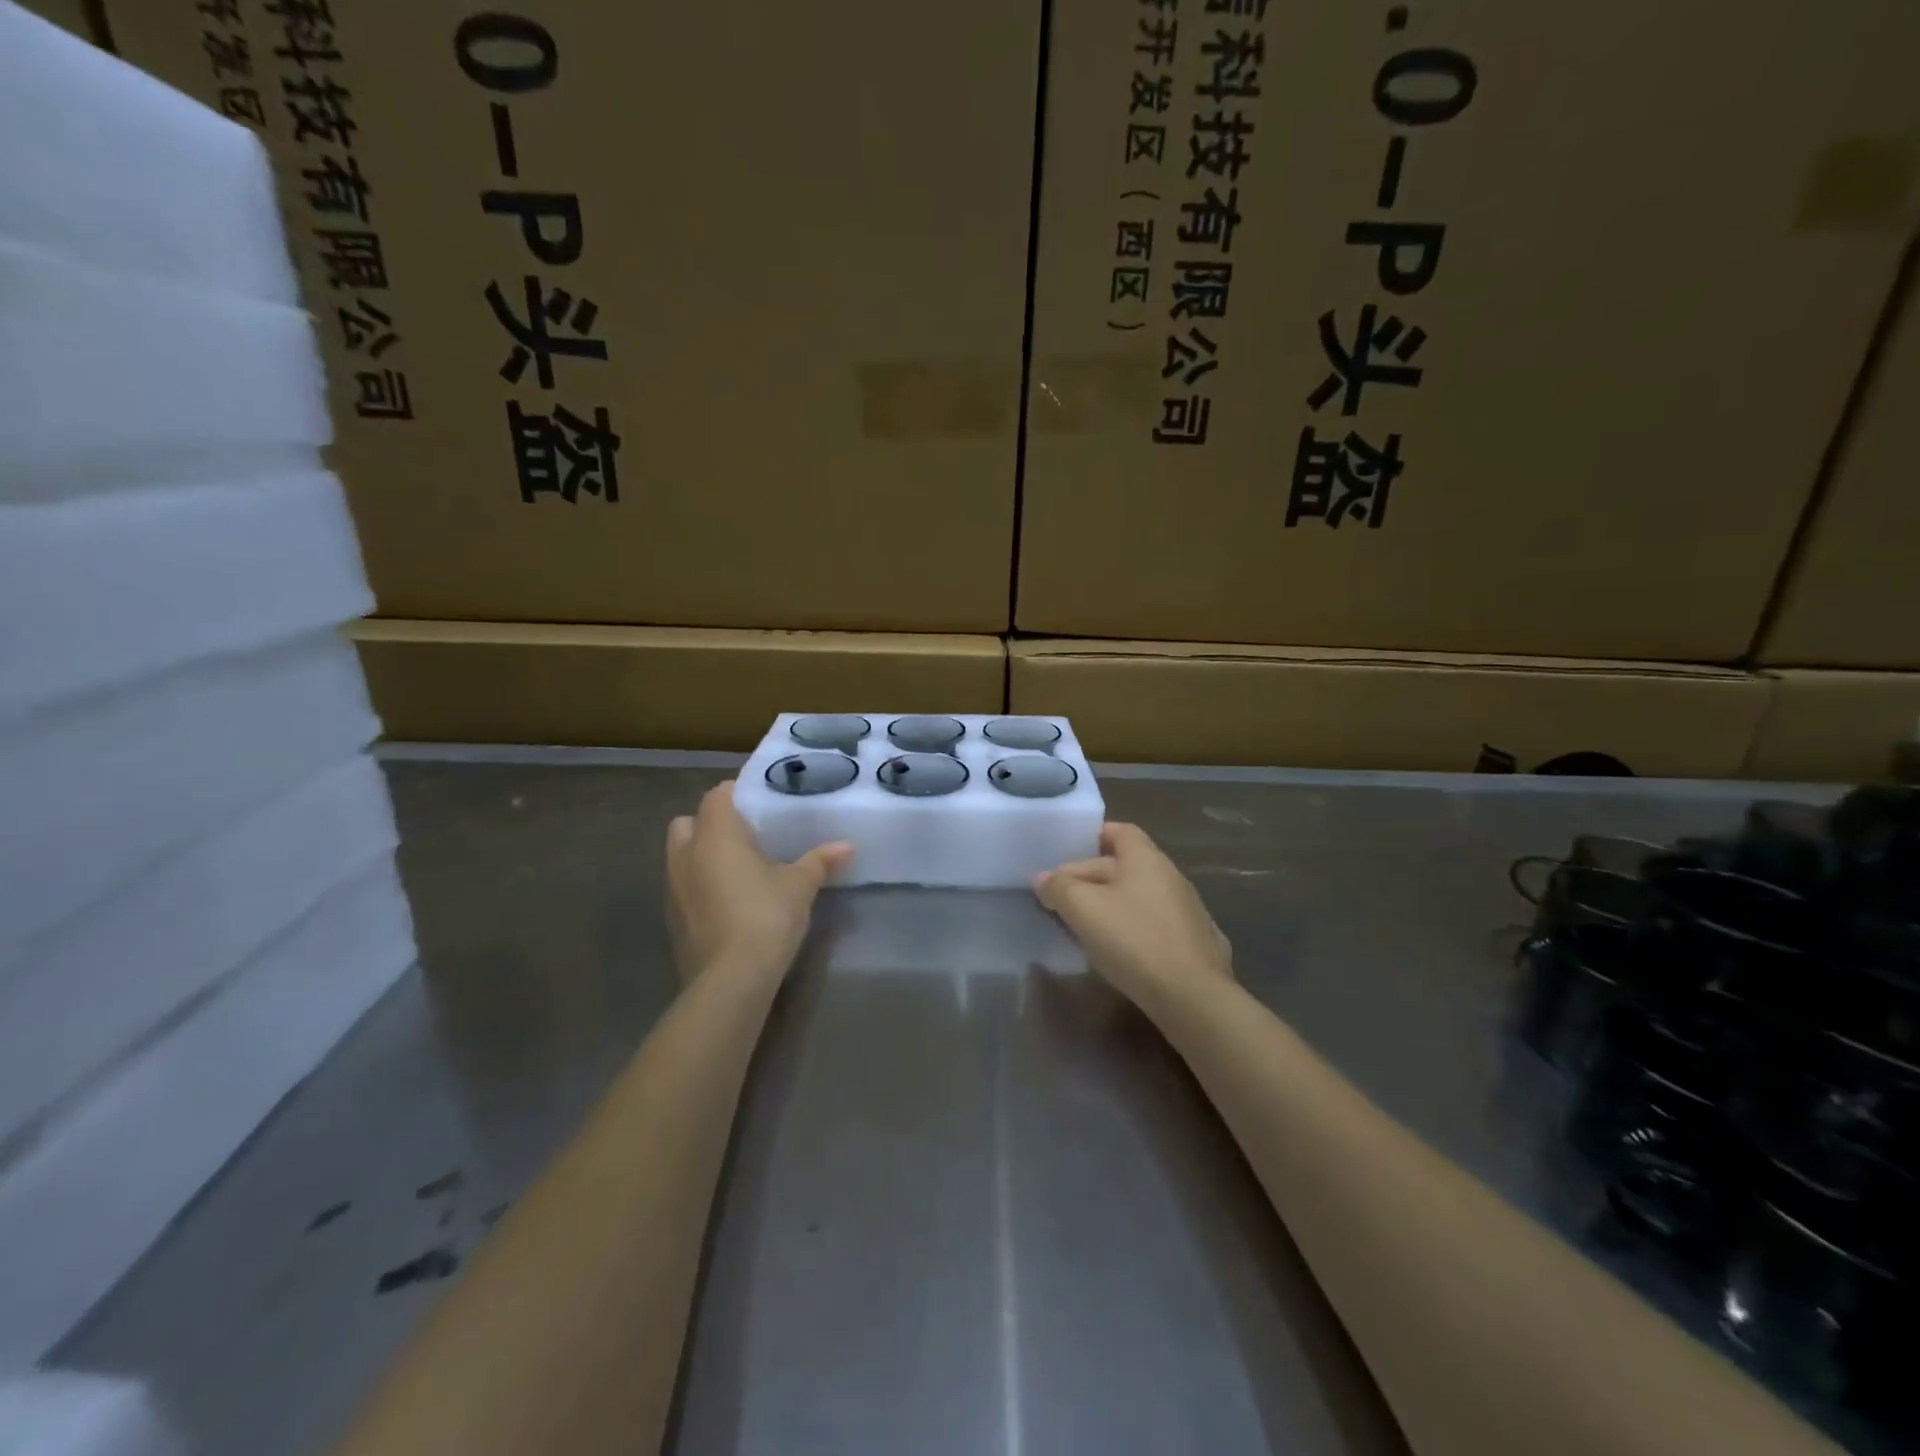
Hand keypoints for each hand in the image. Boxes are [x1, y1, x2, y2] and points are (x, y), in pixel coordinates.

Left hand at [666, 781, 851, 984]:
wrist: (730, 980)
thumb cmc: (766, 916)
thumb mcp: (801, 886)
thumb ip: (820, 861)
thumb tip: (847, 846)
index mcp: (716, 834)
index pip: (717, 795)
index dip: (737, 794)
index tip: (762, 803)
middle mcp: (686, 853)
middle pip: (689, 822)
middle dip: (711, 823)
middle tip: (746, 836)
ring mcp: (672, 888)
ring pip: (681, 855)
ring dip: (703, 855)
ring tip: (739, 869)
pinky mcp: (672, 918)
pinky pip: (683, 887)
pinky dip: (700, 885)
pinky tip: (729, 901)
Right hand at [1035, 823, 1232, 1014]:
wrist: (1192, 997)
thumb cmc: (1133, 940)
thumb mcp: (1083, 909)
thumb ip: (1059, 888)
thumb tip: (1043, 878)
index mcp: (1146, 858)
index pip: (1119, 831)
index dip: (1091, 837)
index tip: (1065, 856)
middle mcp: (1171, 875)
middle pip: (1124, 865)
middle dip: (1090, 878)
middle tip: (1060, 901)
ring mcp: (1187, 910)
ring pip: (1138, 896)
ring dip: (1110, 905)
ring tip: (1083, 927)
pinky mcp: (1195, 943)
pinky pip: (1154, 923)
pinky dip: (1133, 928)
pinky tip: (1118, 950)